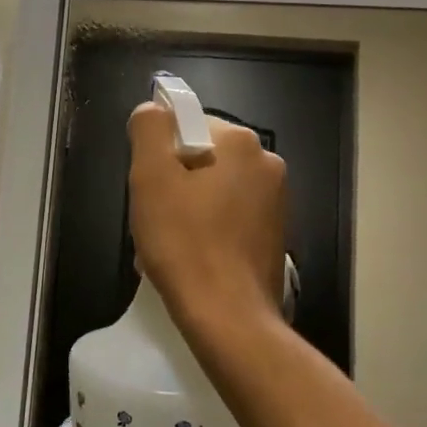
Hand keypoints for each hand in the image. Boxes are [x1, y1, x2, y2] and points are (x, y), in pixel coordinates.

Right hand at [127, 102, 287, 338]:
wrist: (229, 317)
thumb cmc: (185, 243)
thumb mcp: (151, 176)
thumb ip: (149, 128)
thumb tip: (154, 109)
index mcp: (241, 142)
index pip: (187, 125)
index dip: (160, 154)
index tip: (150, 188)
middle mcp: (266, 163)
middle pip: (201, 158)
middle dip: (173, 184)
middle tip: (154, 218)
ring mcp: (276, 201)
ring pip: (213, 190)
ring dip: (186, 209)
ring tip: (167, 245)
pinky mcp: (274, 234)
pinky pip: (229, 217)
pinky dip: (207, 229)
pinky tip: (190, 257)